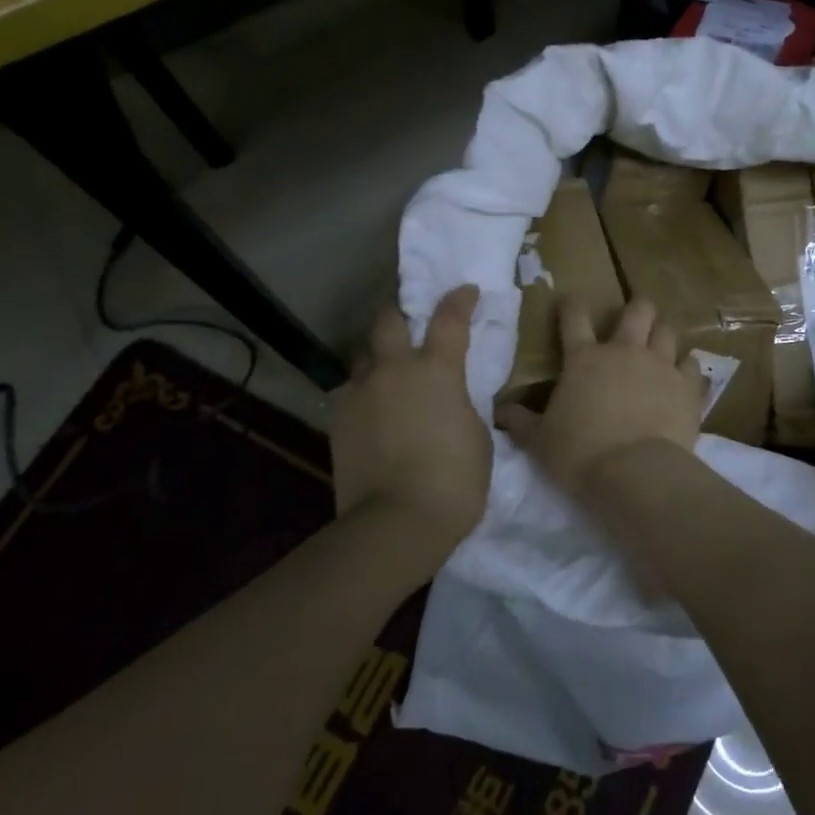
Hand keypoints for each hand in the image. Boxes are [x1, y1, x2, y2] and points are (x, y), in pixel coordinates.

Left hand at [331, 286, 491, 561]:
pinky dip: (364, 396)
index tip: (466, 291)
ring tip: (387, 376)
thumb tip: (450, 401)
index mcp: (437, 370)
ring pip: (362, 358)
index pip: (449, 318)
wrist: (397, 523)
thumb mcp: (477, 436)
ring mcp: (361, 394)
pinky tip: (373, 415)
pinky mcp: (338, 421)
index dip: (459, 300)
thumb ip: (461, 406)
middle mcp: (394, 370)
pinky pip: (350, 394)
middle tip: (409, 324)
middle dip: (399, 315)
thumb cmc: (455, 480)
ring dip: (377, 358)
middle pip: (388, 321)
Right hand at [496, 297, 707, 489]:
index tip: (570, 301)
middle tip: (636, 312)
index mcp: (584, 359)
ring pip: (668, 331)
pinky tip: (685, 376)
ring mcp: (661, 366)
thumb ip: (521, 422)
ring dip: (663, 332)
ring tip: (661, 340)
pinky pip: (693, 365)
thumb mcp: (540, 441)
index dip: (571, 304)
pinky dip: (688, 368)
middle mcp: (625, 352)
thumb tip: (500, 412)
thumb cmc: (580, 453)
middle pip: (637, 310)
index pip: (574, 316)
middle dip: (637, 306)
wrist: (635, 473)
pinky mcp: (688, 387)